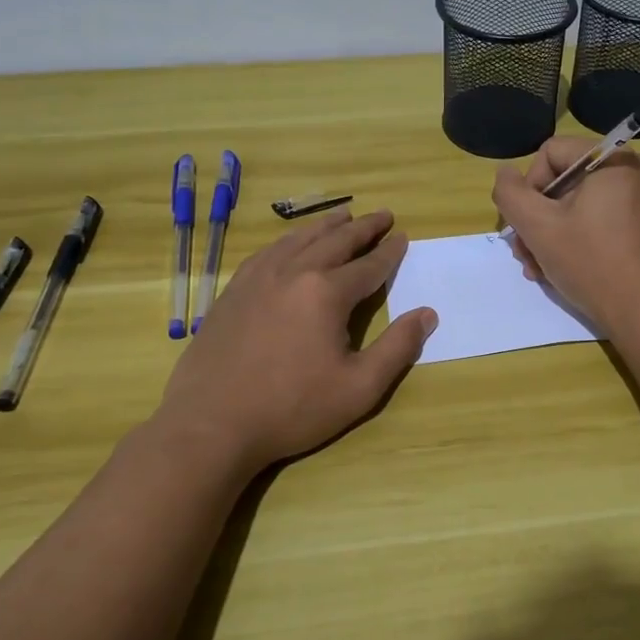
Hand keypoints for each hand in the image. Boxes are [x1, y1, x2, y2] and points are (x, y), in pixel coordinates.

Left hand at [151, 209, 436, 476]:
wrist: (211, 424)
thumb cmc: (292, 409)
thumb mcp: (359, 388)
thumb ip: (398, 348)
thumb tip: (427, 314)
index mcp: (326, 293)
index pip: (368, 265)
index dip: (389, 252)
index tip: (403, 237)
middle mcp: (293, 273)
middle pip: (335, 241)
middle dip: (363, 227)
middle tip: (382, 215)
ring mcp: (258, 278)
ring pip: (299, 239)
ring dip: (326, 226)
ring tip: (343, 216)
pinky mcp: (233, 291)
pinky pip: (268, 252)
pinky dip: (289, 240)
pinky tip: (291, 244)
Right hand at [491, 138, 639, 339]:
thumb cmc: (592, 264)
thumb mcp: (538, 227)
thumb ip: (510, 194)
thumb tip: (505, 174)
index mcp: (613, 158)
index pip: (550, 153)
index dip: (528, 188)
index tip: (525, 227)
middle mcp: (635, 169)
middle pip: (565, 180)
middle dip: (538, 218)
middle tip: (525, 256)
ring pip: (581, 203)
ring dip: (552, 233)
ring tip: (539, 269)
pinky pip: (602, 218)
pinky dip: (579, 238)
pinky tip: (563, 268)